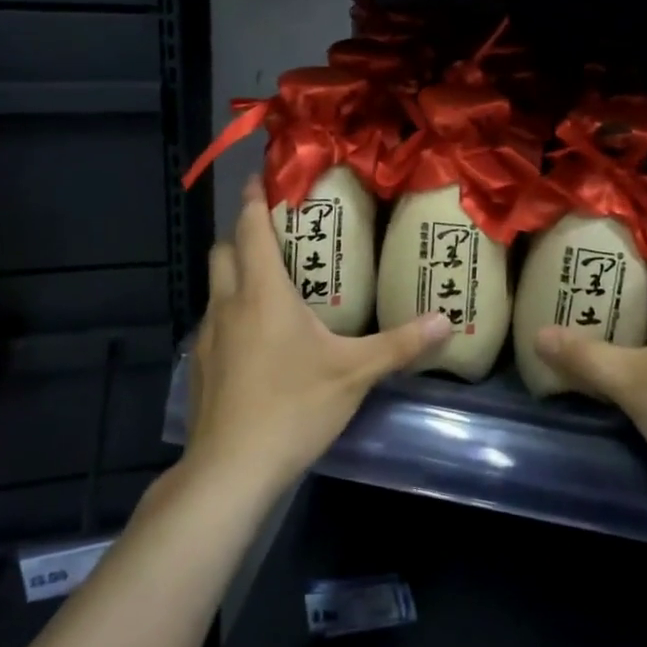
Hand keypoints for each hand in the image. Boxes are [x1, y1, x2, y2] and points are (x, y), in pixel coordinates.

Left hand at [185, 178, 450, 497]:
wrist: (231, 468)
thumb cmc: (293, 406)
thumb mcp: (354, 373)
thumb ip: (400, 344)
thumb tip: (446, 321)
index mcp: (263, 292)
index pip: (251, 228)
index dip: (254, 198)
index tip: (262, 177)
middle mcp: (228, 304)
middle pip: (224, 250)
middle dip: (243, 233)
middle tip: (278, 235)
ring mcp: (208, 336)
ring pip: (216, 287)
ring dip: (237, 275)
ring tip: (273, 286)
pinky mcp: (200, 366)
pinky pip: (214, 322)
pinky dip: (232, 314)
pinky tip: (259, 341)